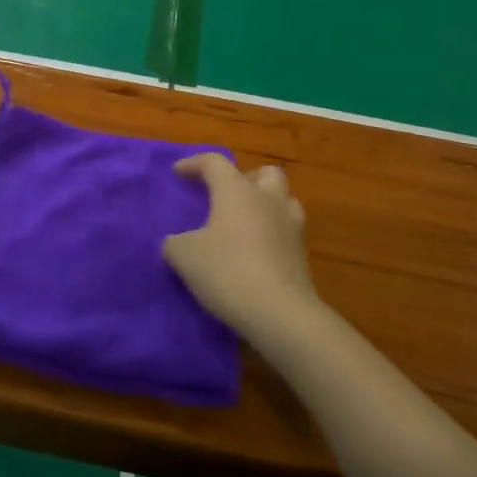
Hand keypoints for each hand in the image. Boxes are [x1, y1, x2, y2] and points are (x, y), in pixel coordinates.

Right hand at [163, 155, 316, 335]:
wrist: (280, 313)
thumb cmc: (227, 271)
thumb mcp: (184, 256)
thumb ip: (175, 242)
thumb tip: (176, 242)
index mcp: (237, 191)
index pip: (214, 162)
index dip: (193, 164)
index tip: (178, 173)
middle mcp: (268, 200)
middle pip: (264, 173)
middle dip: (244, 178)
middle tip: (224, 195)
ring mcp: (291, 226)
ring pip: (283, 199)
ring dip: (265, 203)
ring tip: (244, 221)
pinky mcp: (302, 254)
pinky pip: (287, 230)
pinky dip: (272, 233)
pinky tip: (255, 250)